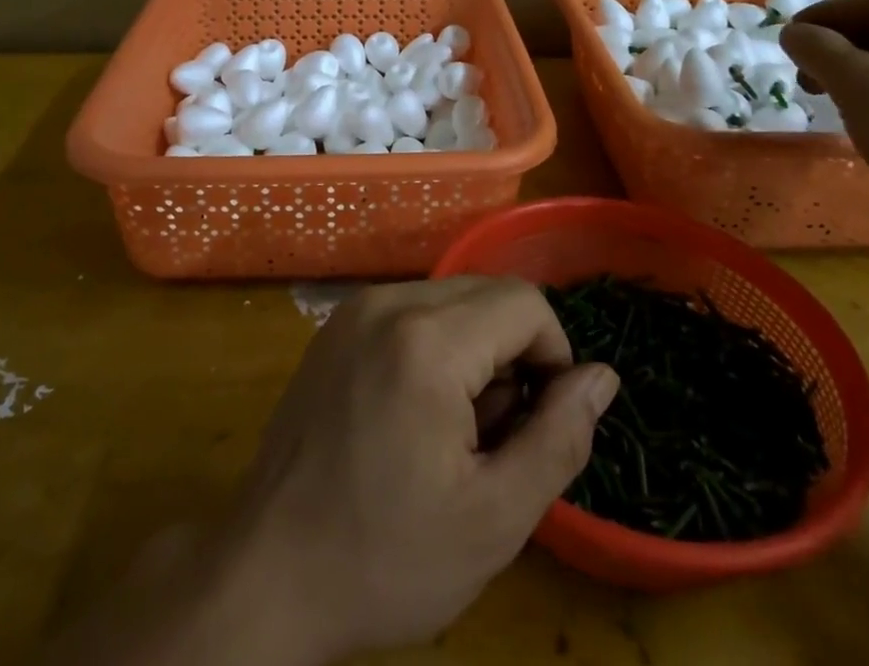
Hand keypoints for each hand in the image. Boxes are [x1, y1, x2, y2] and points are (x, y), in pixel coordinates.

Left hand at [222, 277, 617, 664]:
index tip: (540, 422)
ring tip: (455, 430)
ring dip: (476, 350)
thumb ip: (560, 437)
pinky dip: (436, 345)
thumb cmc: (385, 557)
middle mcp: (388, 301)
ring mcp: (355, 308)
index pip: (525, 303)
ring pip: (452, 299)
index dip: (552, 357)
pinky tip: (415, 413)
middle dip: (515, 352)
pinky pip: (412, 310)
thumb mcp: (494, 518)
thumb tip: (602, 376)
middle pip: (488, 294)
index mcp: (427, 339)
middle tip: (496, 433)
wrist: (266, 575)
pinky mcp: (336, 326)